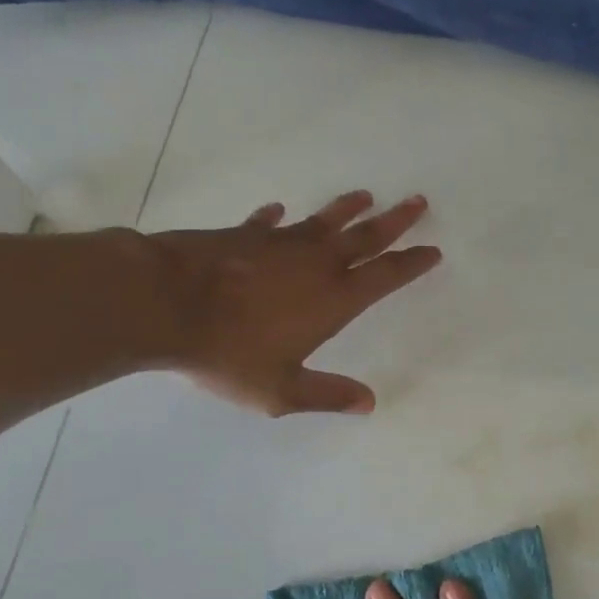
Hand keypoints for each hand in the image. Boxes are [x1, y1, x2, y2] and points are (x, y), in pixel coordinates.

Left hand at [145, 190, 440, 415]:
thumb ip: (326, 394)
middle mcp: (315, 264)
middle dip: (395, 221)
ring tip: (366, 196)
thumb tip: (369, 402)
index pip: (385, 276)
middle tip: (418, 201)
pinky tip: (276, 211)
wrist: (165, 304)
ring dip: (347, 209)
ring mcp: (278, 244)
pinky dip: (274, 218)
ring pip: (324, 221)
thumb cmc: (229, 352)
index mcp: (334, 298)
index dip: (412, 263)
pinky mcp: (242, 235)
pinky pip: (266, 223)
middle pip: (366, 236)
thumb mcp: (280, 389)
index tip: (432, 249)